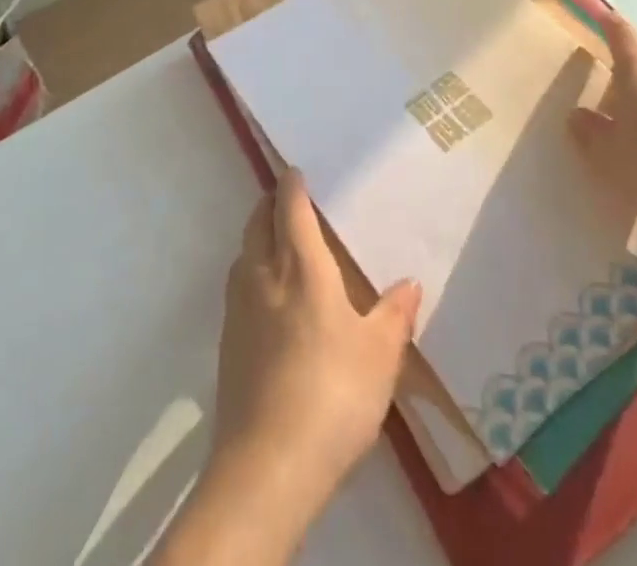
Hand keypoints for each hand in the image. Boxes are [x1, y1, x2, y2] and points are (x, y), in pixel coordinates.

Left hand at [210, 171, 422, 509]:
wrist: (267, 467)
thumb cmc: (332, 395)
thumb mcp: (380, 355)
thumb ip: (394, 314)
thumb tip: (410, 282)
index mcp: (300, 265)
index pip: (290, 206)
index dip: (292, 183)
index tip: (296, 169)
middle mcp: (263, 274)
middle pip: (258, 221)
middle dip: (270, 202)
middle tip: (290, 198)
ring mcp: (238, 308)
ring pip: (243, 252)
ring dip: (258, 236)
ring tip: (280, 241)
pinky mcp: (227, 343)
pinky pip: (238, 286)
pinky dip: (251, 272)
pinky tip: (269, 298)